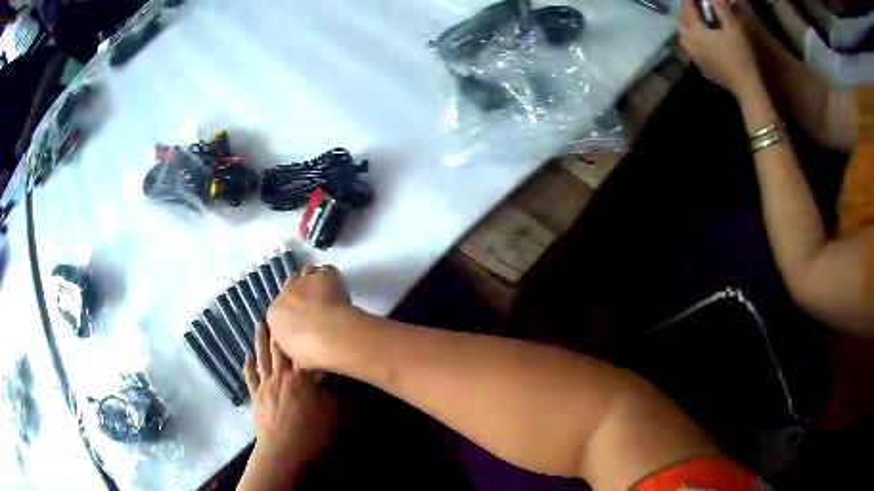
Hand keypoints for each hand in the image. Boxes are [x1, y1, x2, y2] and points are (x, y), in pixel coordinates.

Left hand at [239, 326, 336, 490]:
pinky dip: (248, 366)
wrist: (282, 450)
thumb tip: (333, 376)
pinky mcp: (256, 396)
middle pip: (279, 349)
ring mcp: (265, 385)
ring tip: (259, 324)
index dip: (301, 335)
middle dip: (279, 330)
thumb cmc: (310, 433)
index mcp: (301, 378)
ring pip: (262, 358)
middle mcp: (281, 376)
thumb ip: (333, 393)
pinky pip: (250, 377)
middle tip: (277, 313)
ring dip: (260, 340)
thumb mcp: (332, 414)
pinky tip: (246, 357)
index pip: (301, 352)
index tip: (302, 318)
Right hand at [267, 265, 353, 370]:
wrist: (328, 336)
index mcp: (274, 316)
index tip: (304, 320)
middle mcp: (284, 295)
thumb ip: (293, 346)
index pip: (280, 309)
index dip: (293, 313)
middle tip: (316, 307)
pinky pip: (325, 271)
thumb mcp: (295, 356)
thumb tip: (299, 349)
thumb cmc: (310, 353)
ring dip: (314, 282)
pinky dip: (331, 278)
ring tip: (327, 295)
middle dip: (300, 295)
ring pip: (306, 274)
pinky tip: (339, 289)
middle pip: (290, 288)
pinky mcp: (322, 275)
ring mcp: (303, 282)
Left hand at [678, 0, 761, 96]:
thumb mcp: (733, 27)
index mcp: (695, 32)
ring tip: (698, 20)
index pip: (687, 9)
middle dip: (686, 11)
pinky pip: (692, 49)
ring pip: (684, 37)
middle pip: (680, 22)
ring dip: (688, 25)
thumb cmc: (741, 55)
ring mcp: (695, 59)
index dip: (691, 0)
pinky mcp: (702, 69)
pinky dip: (693, 39)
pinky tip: (703, 39)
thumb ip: (720, 7)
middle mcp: (689, 45)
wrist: (747, 88)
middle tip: (695, 6)